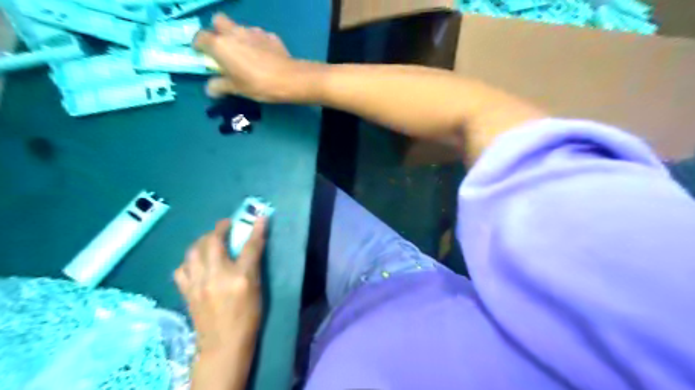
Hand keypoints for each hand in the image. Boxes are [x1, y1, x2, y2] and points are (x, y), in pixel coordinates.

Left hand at [176, 219, 266, 355]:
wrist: (223, 344)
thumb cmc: (248, 317)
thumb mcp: (257, 290)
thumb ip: (253, 265)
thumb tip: (254, 245)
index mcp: (240, 278)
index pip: (250, 247)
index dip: (256, 229)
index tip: (260, 216)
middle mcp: (217, 276)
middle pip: (214, 242)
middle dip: (220, 228)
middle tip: (226, 224)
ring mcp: (198, 283)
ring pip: (194, 251)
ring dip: (202, 240)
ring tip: (210, 239)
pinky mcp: (187, 291)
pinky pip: (182, 268)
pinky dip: (189, 260)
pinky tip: (196, 261)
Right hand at [194, 13, 317, 101]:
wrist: (289, 79)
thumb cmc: (258, 84)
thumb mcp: (236, 89)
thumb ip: (220, 86)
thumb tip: (210, 89)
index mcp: (220, 45)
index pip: (200, 37)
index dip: (199, 46)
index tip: (203, 56)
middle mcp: (234, 32)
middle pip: (219, 22)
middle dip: (218, 32)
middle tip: (224, 50)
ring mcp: (254, 32)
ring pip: (240, 28)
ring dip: (239, 38)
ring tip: (247, 56)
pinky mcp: (270, 36)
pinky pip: (259, 36)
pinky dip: (258, 44)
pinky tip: (265, 57)